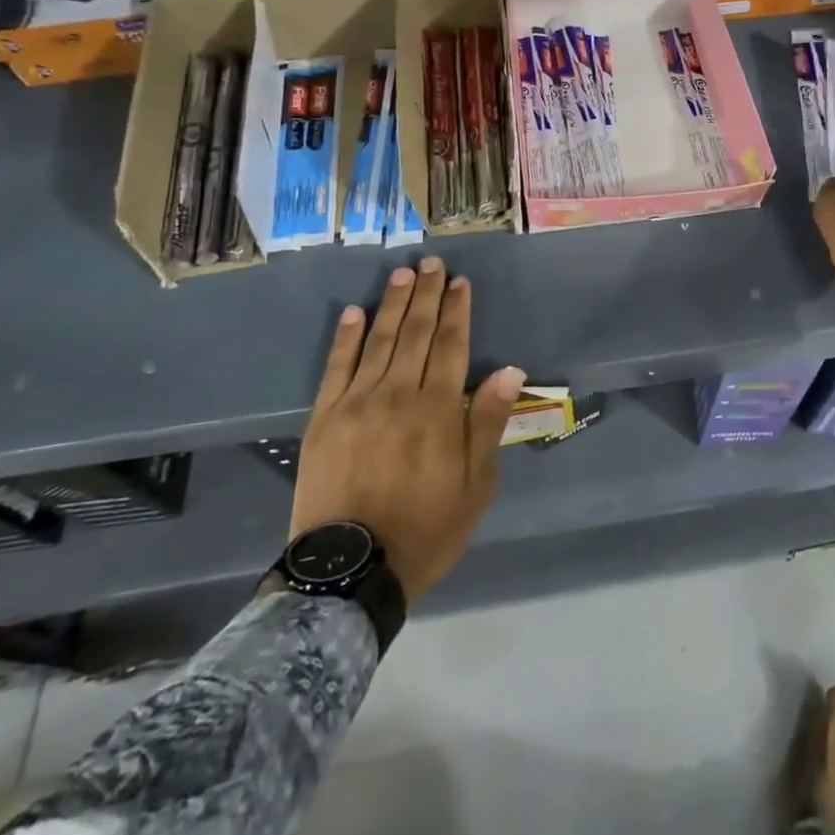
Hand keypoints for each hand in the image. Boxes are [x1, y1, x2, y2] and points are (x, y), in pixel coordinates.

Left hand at [289, 258, 524, 599]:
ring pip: (378, 341)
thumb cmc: (427, 528)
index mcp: (438, 409)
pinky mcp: (324, 417)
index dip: (456, 310)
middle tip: (431, 262)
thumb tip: (510, 370)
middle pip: (415, 333)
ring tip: (402, 274)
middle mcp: (398, 394)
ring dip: (392, 304)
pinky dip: (346, 337)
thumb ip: (487, 422)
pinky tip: (354, 312)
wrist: (352, 571)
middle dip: (426, 295)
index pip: (451, 345)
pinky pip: (335, 367)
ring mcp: (356, 403)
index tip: (459, 282)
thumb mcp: (476, 484)